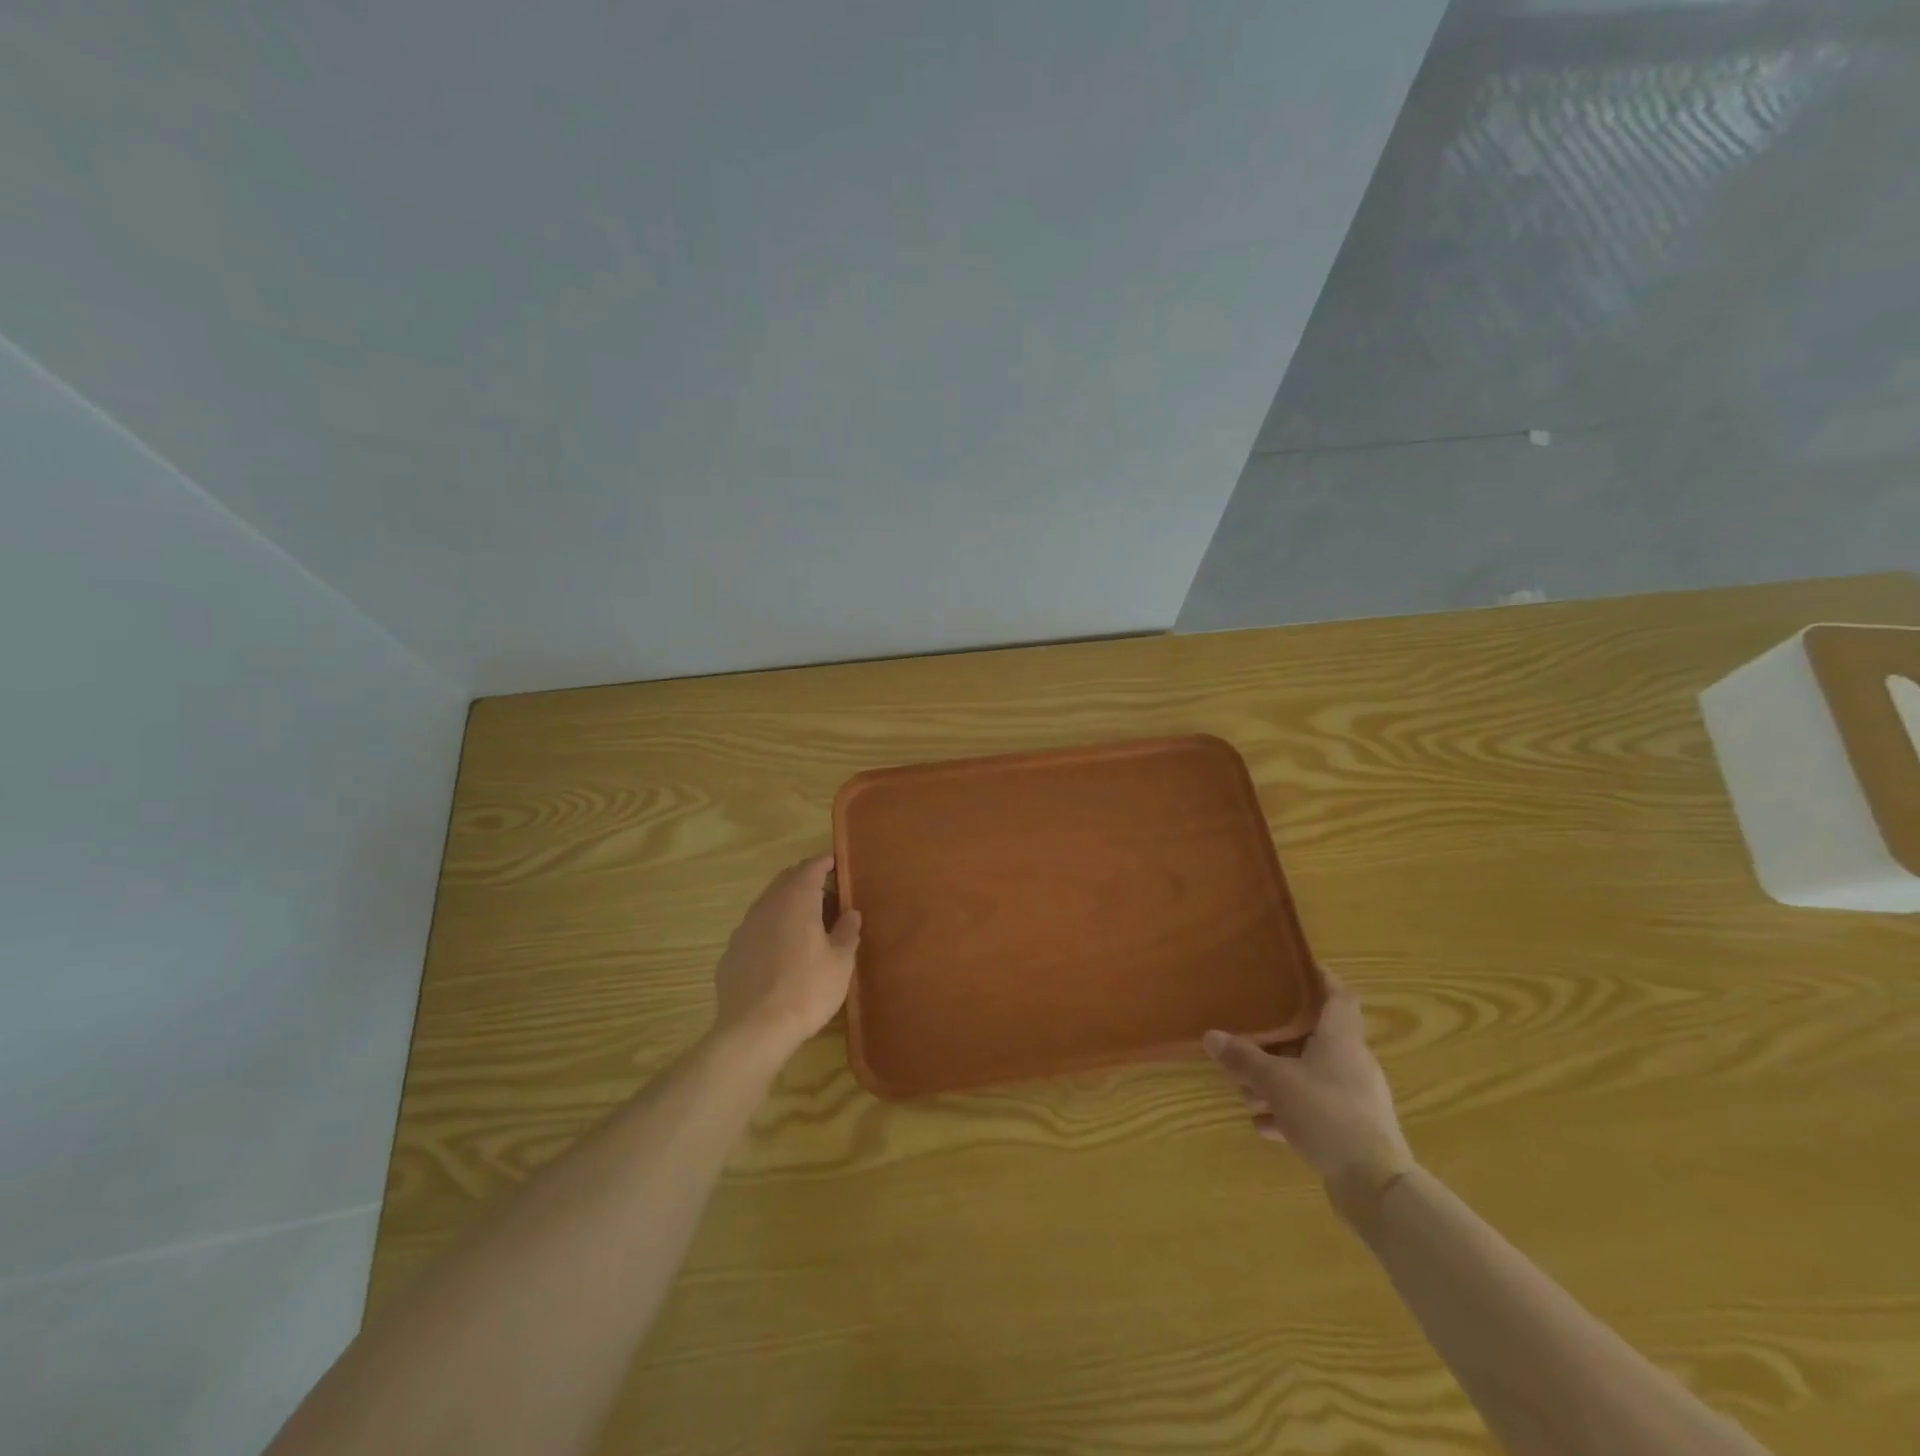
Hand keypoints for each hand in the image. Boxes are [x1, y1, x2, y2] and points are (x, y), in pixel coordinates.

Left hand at [711, 856, 861, 1061]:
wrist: (754, 1030)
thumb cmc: (807, 990)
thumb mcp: (840, 963)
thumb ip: (847, 932)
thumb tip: (851, 913)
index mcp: (797, 900)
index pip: (810, 868)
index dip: (824, 863)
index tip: (836, 862)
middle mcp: (767, 906)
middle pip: (786, 880)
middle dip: (804, 880)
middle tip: (825, 892)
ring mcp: (744, 928)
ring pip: (768, 904)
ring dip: (786, 904)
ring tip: (805, 922)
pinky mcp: (731, 953)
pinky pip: (755, 930)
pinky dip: (770, 930)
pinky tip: (780, 952)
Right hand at [1204, 972, 1413, 1214]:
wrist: (1375, 1186)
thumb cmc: (1327, 1114)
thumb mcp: (1275, 1082)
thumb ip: (1243, 1058)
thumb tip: (1211, 1036)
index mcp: (1342, 1038)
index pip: (1339, 994)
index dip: (1321, 977)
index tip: (1294, 968)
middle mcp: (1353, 1062)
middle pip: (1315, 1038)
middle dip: (1279, 1040)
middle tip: (1248, 1038)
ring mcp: (1356, 1098)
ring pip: (1312, 1075)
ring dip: (1279, 1081)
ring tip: (1246, 1093)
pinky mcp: (1354, 1130)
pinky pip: (1316, 1109)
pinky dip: (1290, 1112)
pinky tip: (1264, 1126)